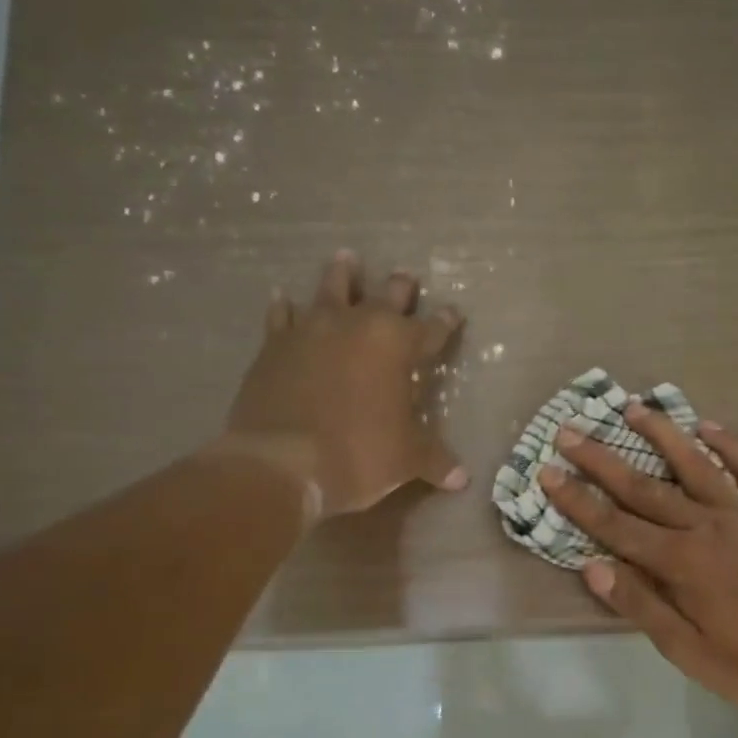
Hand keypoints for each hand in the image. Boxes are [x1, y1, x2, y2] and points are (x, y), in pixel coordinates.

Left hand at [227, 251, 466, 517]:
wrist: (280, 461)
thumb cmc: (358, 455)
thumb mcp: (406, 461)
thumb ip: (435, 460)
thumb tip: (462, 479)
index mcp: (397, 346)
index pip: (432, 329)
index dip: (446, 322)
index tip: (454, 313)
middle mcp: (357, 325)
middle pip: (385, 296)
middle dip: (399, 288)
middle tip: (405, 276)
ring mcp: (312, 329)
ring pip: (331, 289)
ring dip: (342, 274)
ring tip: (346, 258)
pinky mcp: (274, 344)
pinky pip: (282, 316)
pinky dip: (285, 308)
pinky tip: (283, 299)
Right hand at [540, 403, 737, 709]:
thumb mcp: (687, 650)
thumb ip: (640, 605)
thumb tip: (592, 566)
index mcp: (680, 561)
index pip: (615, 525)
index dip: (577, 500)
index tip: (547, 472)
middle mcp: (706, 525)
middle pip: (644, 487)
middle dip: (602, 459)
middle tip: (570, 431)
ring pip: (696, 464)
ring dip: (662, 434)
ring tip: (634, 407)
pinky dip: (731, 446)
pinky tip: (710, 427)